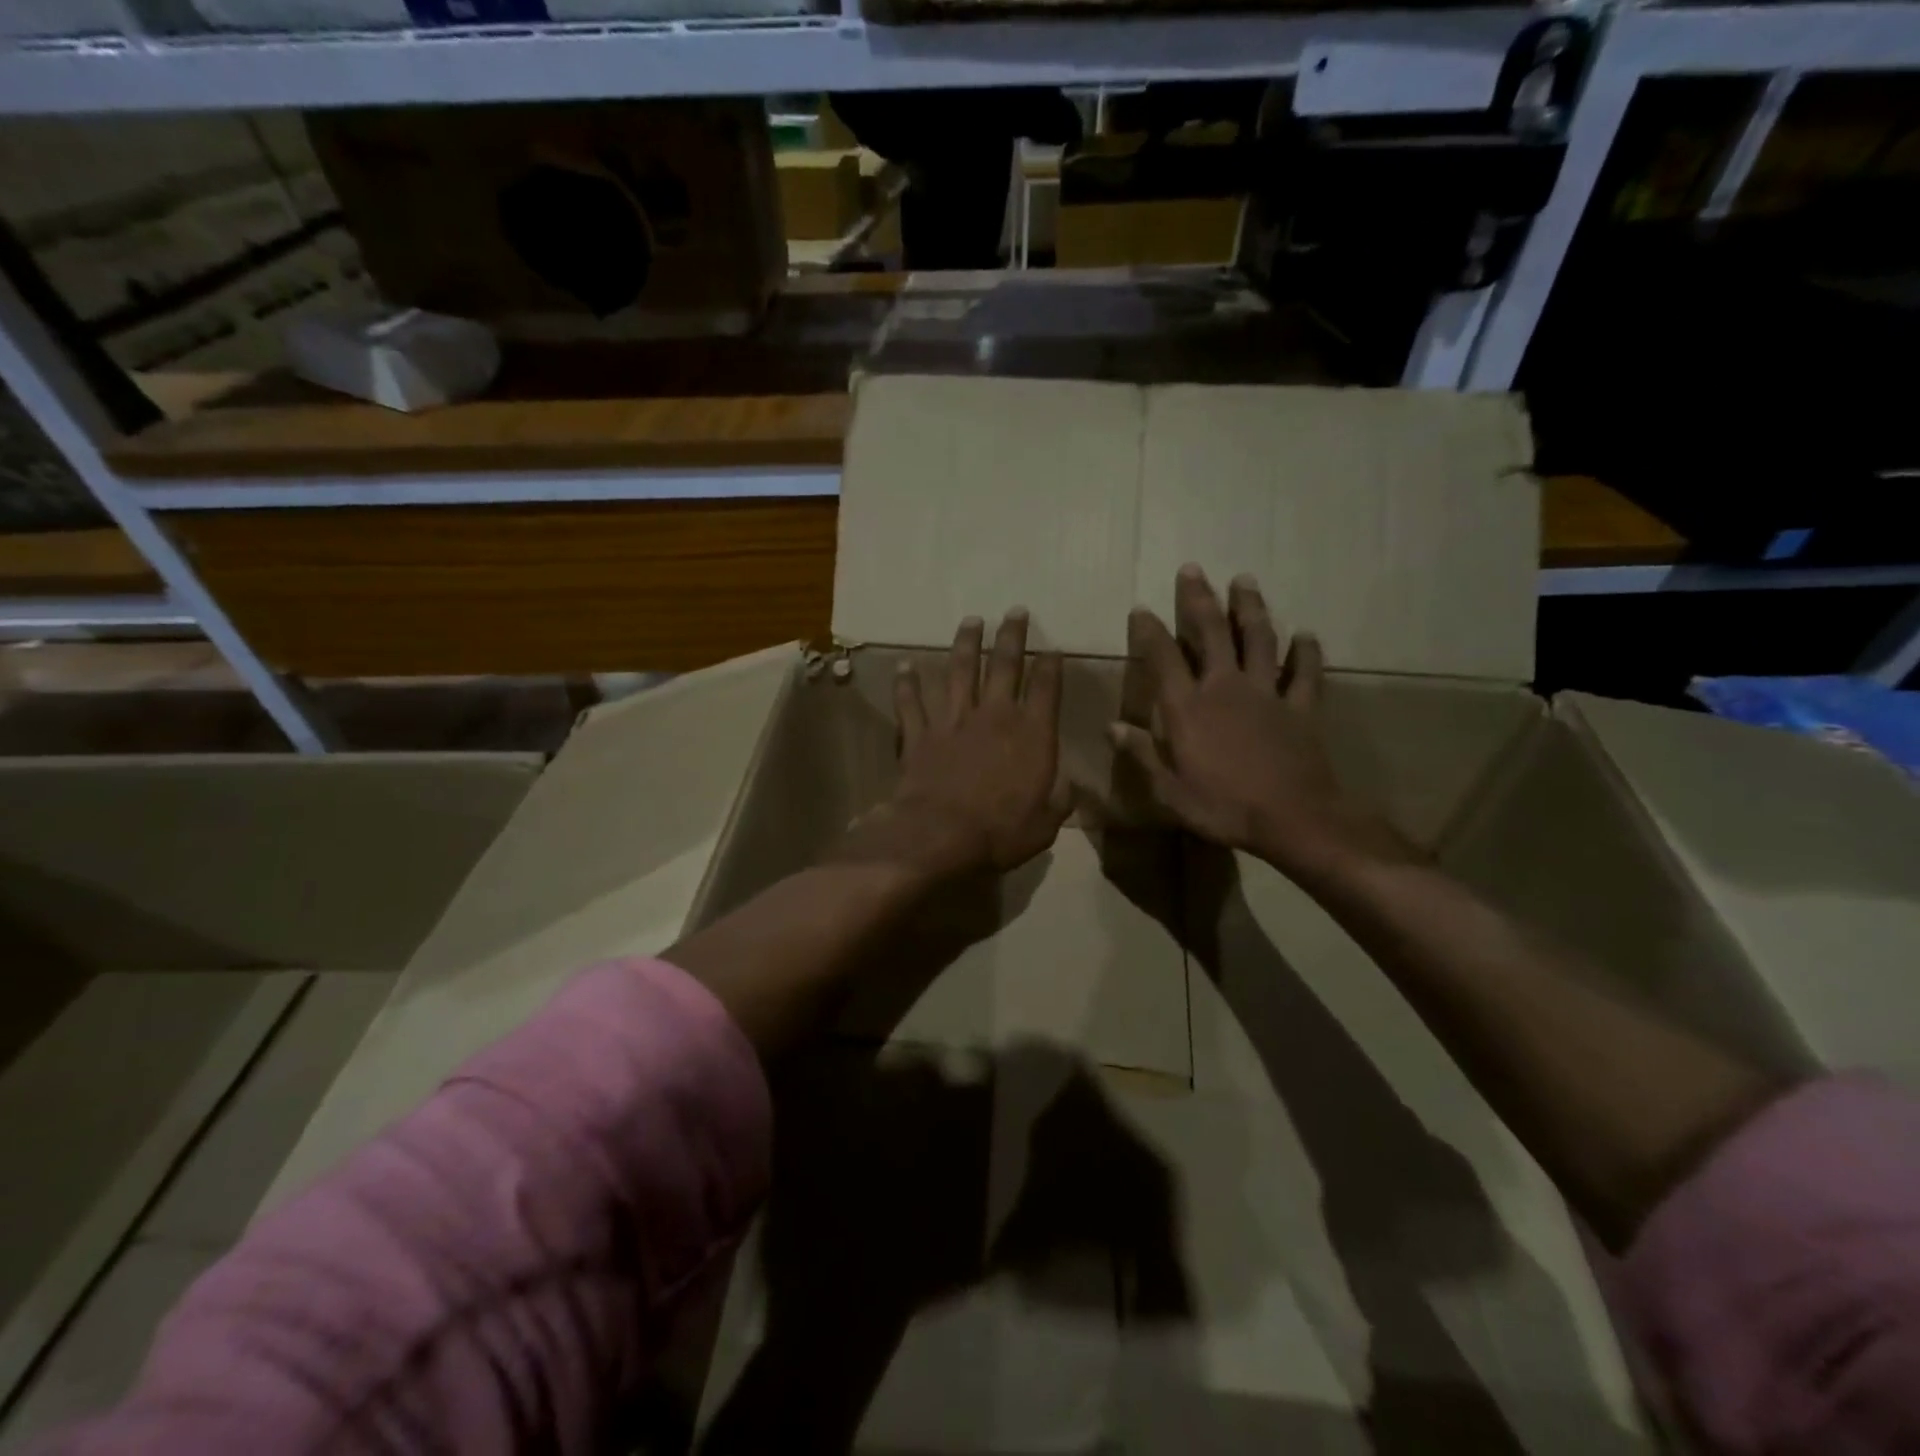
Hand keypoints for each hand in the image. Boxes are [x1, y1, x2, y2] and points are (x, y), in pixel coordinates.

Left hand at [848, 609, 1069, 879]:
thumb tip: (1072, 787)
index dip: (1051, 665)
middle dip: (1011, 636)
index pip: (1046, 688)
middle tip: (1014, 611)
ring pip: (959, 672)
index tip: (1053, 648)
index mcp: (1031, 734)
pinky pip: (911, 702)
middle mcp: (994, 716)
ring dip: (965, 644)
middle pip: (1004, 665)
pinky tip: (905, 665)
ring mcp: (953, 721)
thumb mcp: (1046, 824)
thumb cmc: (1001, 832)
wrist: (940, 835)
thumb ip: (1060, 800)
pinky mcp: (920, 734)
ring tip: (971, 620)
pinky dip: (907, 683)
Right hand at [1112, 566, 1413, 878]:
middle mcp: (1225, 688)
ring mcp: (1267, 694)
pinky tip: (1306, 635)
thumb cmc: (1224, 807)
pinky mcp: (1301, 707)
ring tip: (1244, 580)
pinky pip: (1305, 673)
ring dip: (1250, 608)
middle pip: (1212, 633)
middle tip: (1193, 569)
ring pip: (1259, 639)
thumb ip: (1142, 754)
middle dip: (1199, 599)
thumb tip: (1112, 727)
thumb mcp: (1170, 790)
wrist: (1293, 819)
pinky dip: (1306, 652)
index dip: (1150, 632)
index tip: (1141, 609)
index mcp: (1188, 709)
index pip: (1163, 659)